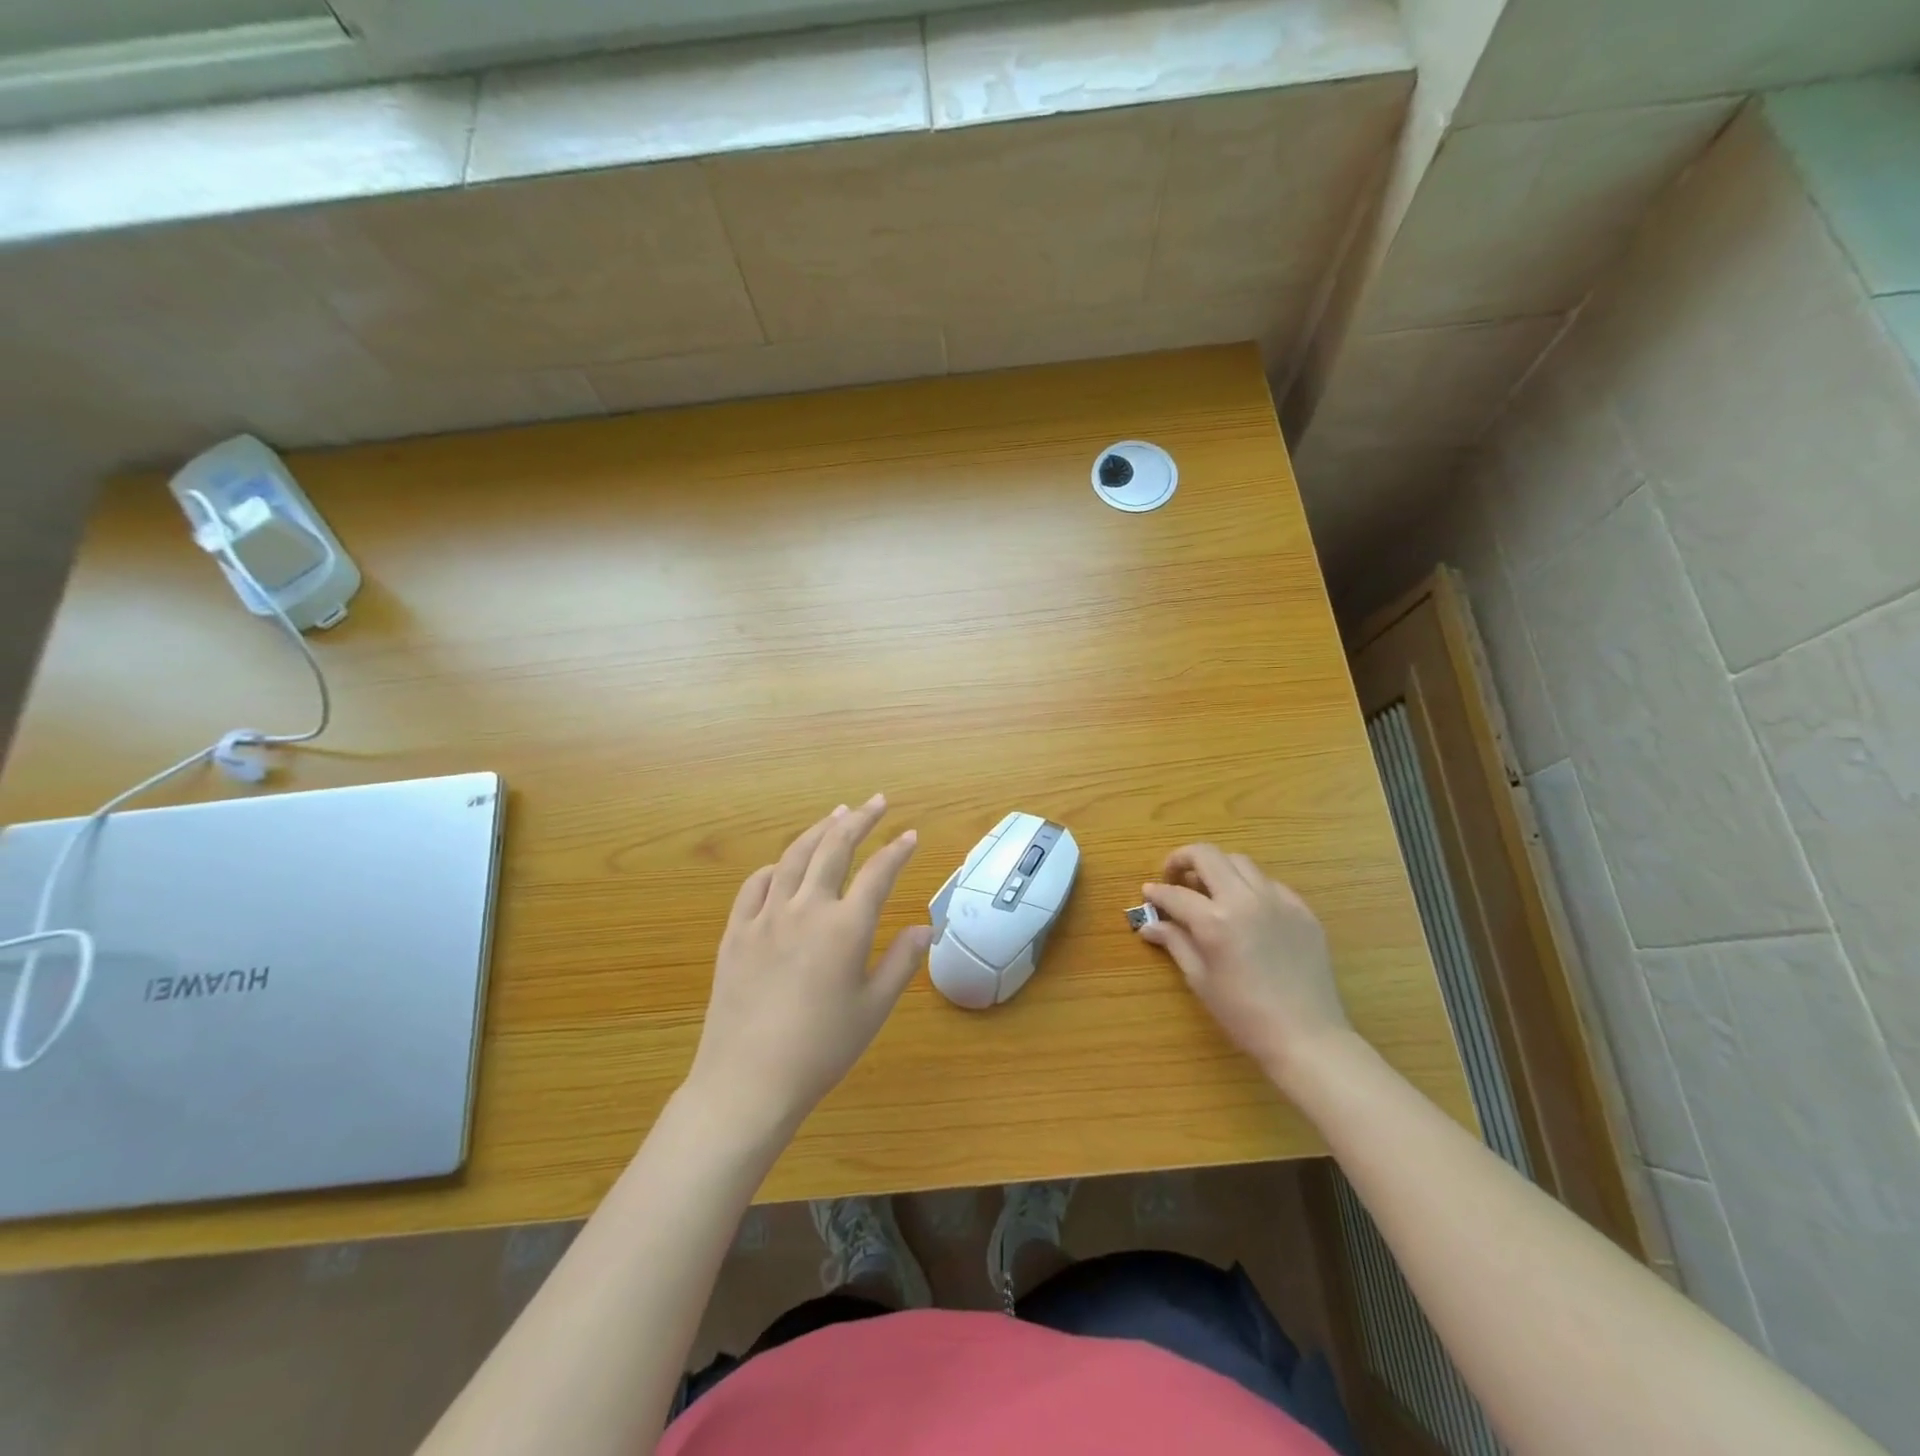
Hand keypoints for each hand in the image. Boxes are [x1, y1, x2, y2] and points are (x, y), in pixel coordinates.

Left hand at [685, 794, 930, 1138]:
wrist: (748, 1081)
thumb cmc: (821, 1050)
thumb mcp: (873, 1009)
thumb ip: (901, 963)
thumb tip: (926, 928)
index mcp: (845, 927)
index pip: (878, 873)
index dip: (897, 850)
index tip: (910, 834)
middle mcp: (806, 909)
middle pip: (834, 848)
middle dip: (859, 820)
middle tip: (876, 801)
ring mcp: (765, 917)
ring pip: (794, 857)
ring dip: (818, 830)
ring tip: (836, 814)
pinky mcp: (735, 932)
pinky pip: (754, 886)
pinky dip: (774, 867)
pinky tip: (783, 865)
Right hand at [1139, 845, 1353, 1087]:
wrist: (1307, 1037)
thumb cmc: (1244, 1014)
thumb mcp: (1200, 980)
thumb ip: (1175, 943)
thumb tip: (1149, 925)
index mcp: (1215, 921)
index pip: (1175, 893)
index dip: (1156, 892)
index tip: (1148, 894)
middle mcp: (1245, 899)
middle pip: (1207, 855)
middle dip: (1183, 859)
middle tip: (1174, 877)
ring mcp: (1277, 900)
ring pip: (1240, 862)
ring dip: (1217, 868)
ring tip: (1209, 889)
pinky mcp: (1302, 909)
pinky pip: (1269, 884)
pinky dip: (1249, 886)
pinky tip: (1246, 909)